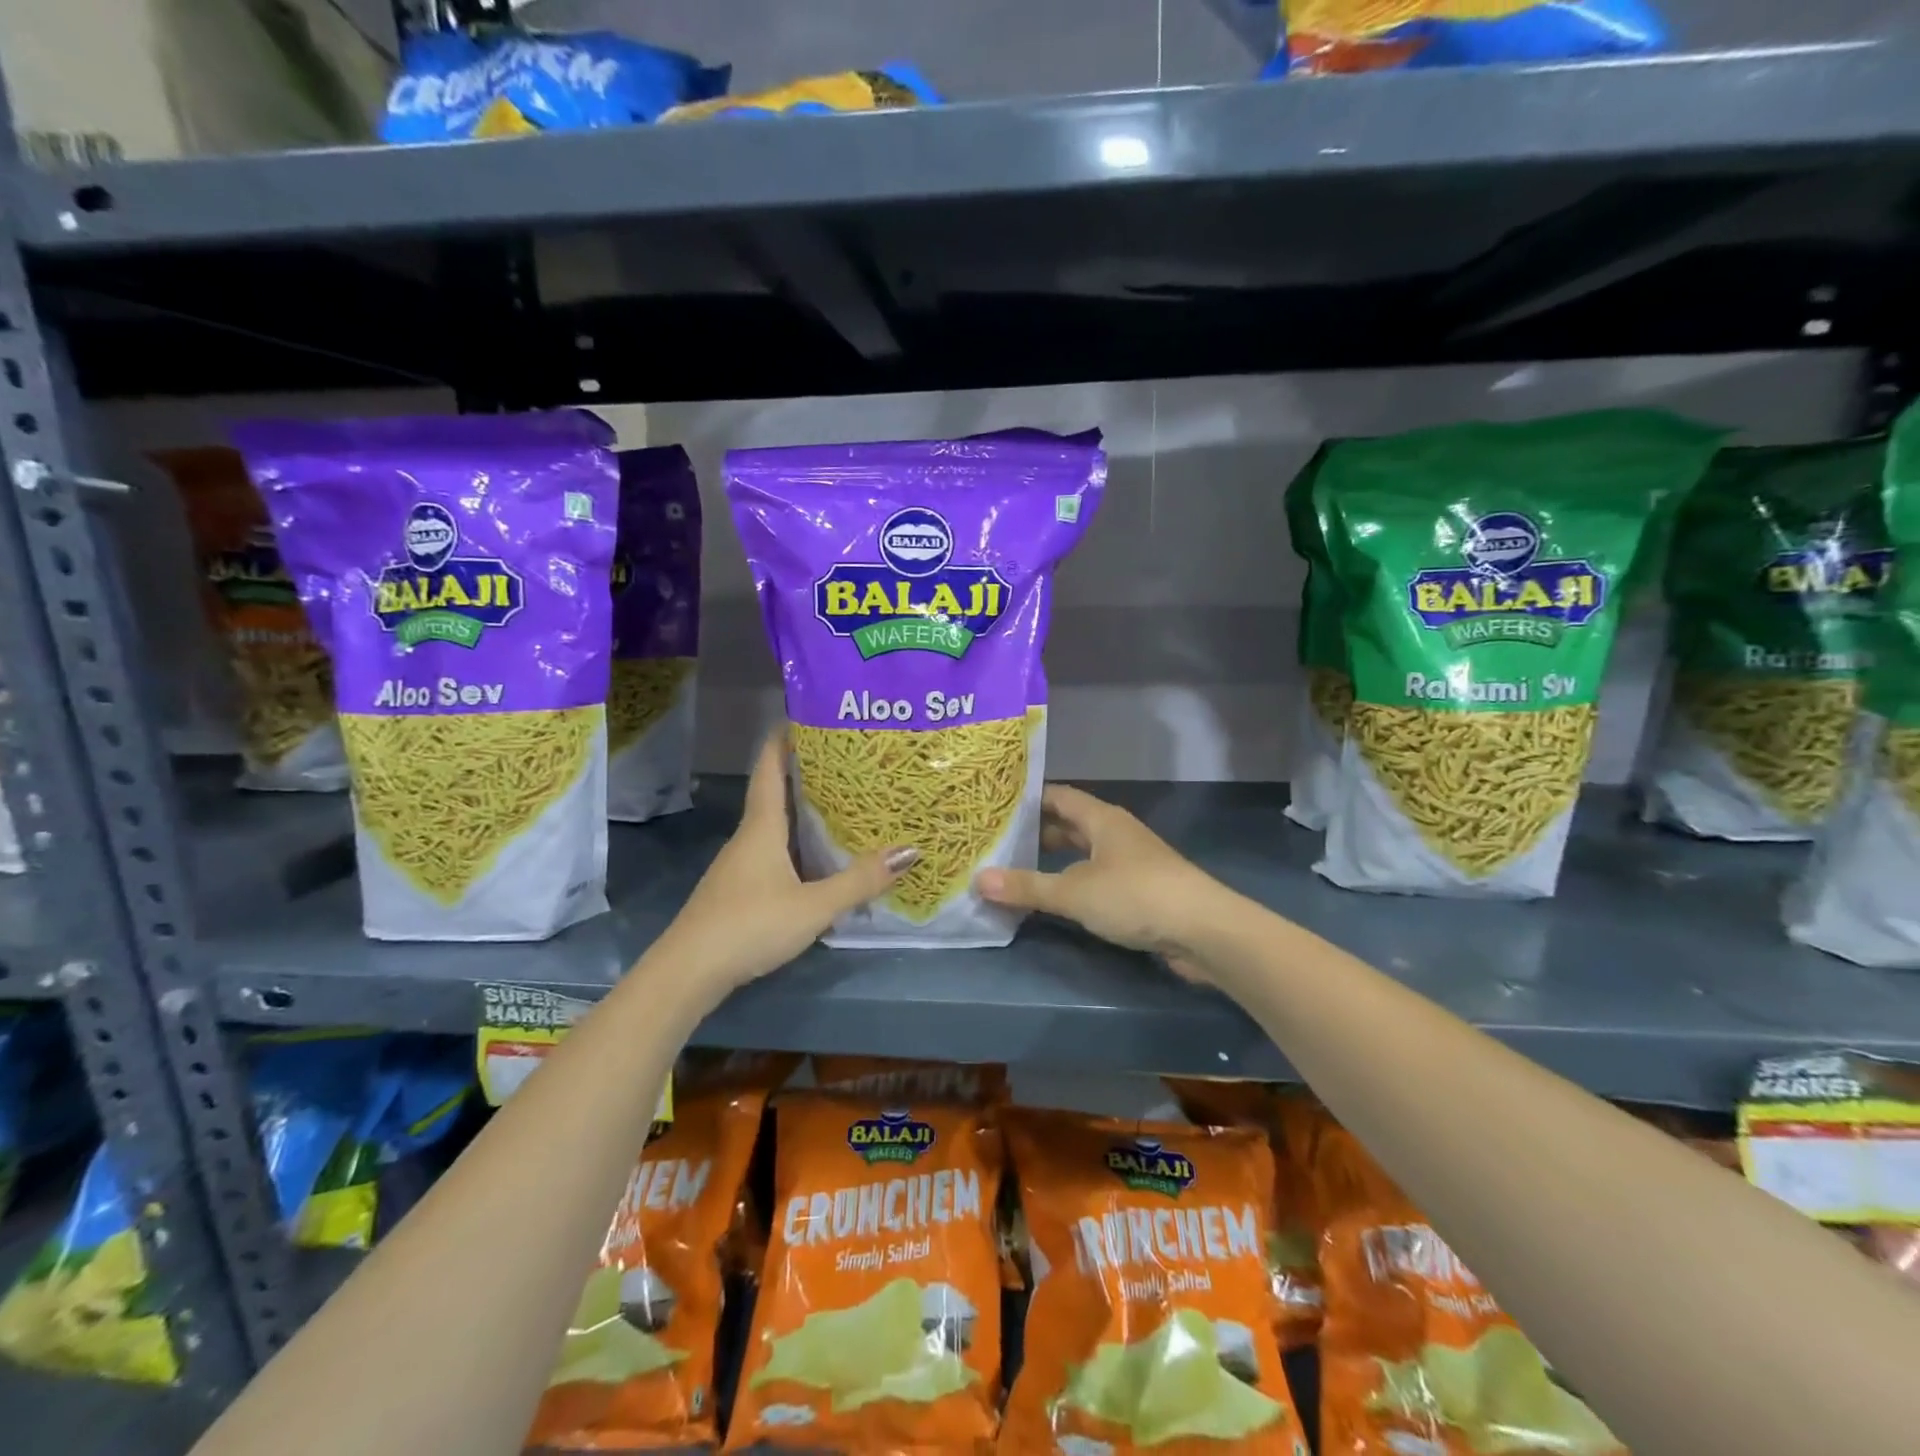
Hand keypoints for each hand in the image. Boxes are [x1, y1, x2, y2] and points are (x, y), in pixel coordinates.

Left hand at [663, 732, 916, 992]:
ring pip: (774, 827)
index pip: (769, 768)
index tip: (805, 714)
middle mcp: (748, 838)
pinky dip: (796, 845)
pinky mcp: (738, 891)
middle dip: (805, 773)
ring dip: (802, 812)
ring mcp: (739, 866)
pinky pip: (773, 853)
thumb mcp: (814, 905)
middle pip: (774, 794)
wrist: (688, 973)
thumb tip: (910, 850)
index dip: (783, 738)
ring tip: (842, 805)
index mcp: (762, 827)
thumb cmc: (750, 925)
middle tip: (846, 761)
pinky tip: (818, 860)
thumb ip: (860, 880)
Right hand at [975, 785, 1229, 978]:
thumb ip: (1027, 887)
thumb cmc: (1136, 896)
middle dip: (1036, 832)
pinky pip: (1097, 878)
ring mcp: (1131, 862)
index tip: (995, 806)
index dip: (1028, 799)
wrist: (1204, 931)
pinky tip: (1055, 900)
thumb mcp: (1074, 891)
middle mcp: (1116, 833)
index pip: (1058, 796)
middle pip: (1070, 824)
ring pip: (1084, 853)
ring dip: (1055, 861)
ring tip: (1017, 870)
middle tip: (997, 842)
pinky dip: (1074, 884)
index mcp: (1102, 819)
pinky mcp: (1141, 890)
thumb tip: (977, 880)